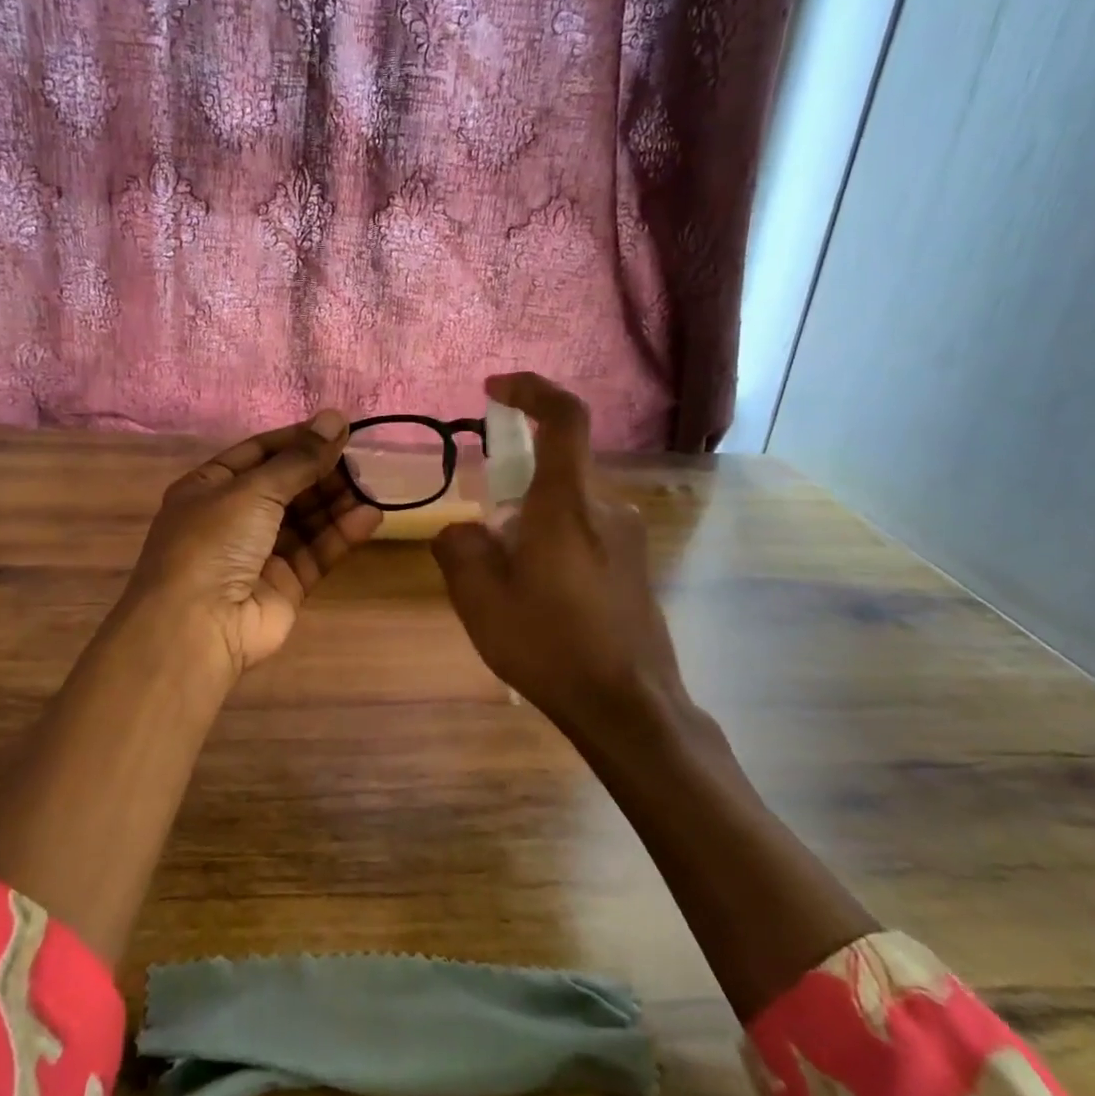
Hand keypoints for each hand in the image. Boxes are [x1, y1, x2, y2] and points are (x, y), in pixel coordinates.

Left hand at [121, 409, 382, 683]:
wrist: (197, 626)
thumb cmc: (214, 541)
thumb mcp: (253, 489)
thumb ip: (299, 459)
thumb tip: (335, 417)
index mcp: (210, 487)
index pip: (259, 452)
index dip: (298, 439)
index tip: (339, 428)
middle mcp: (233, 518)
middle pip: (286, 486)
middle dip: (322, 471)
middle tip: (364, 458)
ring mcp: (259, 553)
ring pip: (306, 520)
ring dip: (337, 502)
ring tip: (373, 485)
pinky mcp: (285, 585)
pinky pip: (316, 552)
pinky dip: (341, 534)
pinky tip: (370, 517)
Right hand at [431, 373, 683, 734]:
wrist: (629, 706)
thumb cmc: (550, 646)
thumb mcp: (480, 600)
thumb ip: (460, 548)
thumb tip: (463, 530)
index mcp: (568, 503)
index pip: (563, 417)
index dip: (531, 389)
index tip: (494, 389)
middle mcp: (605, 506)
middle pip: (558, 463)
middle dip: (514, 477)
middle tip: (483, 527)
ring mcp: (627, 535)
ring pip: (569, 500)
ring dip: (532, 515)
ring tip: (506, 574)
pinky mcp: (634, 563)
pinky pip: (586, 528)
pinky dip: (553, 536)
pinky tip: (538, 592)